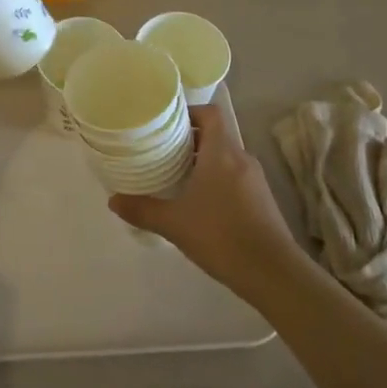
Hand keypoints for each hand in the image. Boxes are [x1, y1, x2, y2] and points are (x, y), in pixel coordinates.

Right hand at [110, 86, 308, 296]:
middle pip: (216, 134)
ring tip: (177, 176)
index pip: (210, 113)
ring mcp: (255, 179)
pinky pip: (235, 176)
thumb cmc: (221, 236)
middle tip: (163, 151)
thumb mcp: (174, 223)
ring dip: (204, 161)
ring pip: (226, 157)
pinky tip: (201, 203)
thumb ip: (142, 209)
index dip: (190, 113)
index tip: (167, 125)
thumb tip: (113, 200)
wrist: (274, 274)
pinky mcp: (263, 200)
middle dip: (190, 140)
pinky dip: (218, 179)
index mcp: (222, 152)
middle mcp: (241, 158)